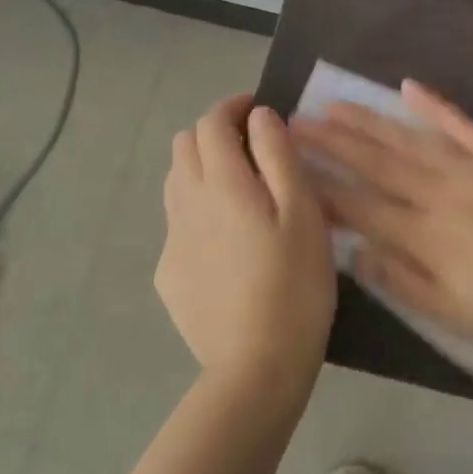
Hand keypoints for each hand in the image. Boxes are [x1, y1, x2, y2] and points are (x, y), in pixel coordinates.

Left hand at [156, 94, 335, 399]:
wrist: (256, 366)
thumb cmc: (294, 283)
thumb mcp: (303, 212)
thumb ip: (278, 156)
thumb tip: (260, 116)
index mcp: (221, 182)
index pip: (211, 122)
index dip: (233, 107)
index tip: (259, 110)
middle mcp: (186, 202)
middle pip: (184, 144)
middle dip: (214, 133)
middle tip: (253, 149)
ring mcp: (172, 240)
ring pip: (176, 181)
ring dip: (202, 168)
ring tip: (239, 190)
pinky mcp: (168, 274)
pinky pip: (177, 222)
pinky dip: (198, 210)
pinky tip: (227, 242)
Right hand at [294, 81, 472, 352]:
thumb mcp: (457, 316)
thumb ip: (402, 283)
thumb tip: (355, 252)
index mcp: (424, 235)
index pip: (360, 206)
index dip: (322, 186)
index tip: (290, 166)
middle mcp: (438, 194)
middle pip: (375, 164)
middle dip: (332, 143)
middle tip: (295, 122)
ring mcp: (471, 168)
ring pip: (408, 140)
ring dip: (369, 122)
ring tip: (335, 104)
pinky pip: (461, 125)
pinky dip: (435, 106)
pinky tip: (408, 88)